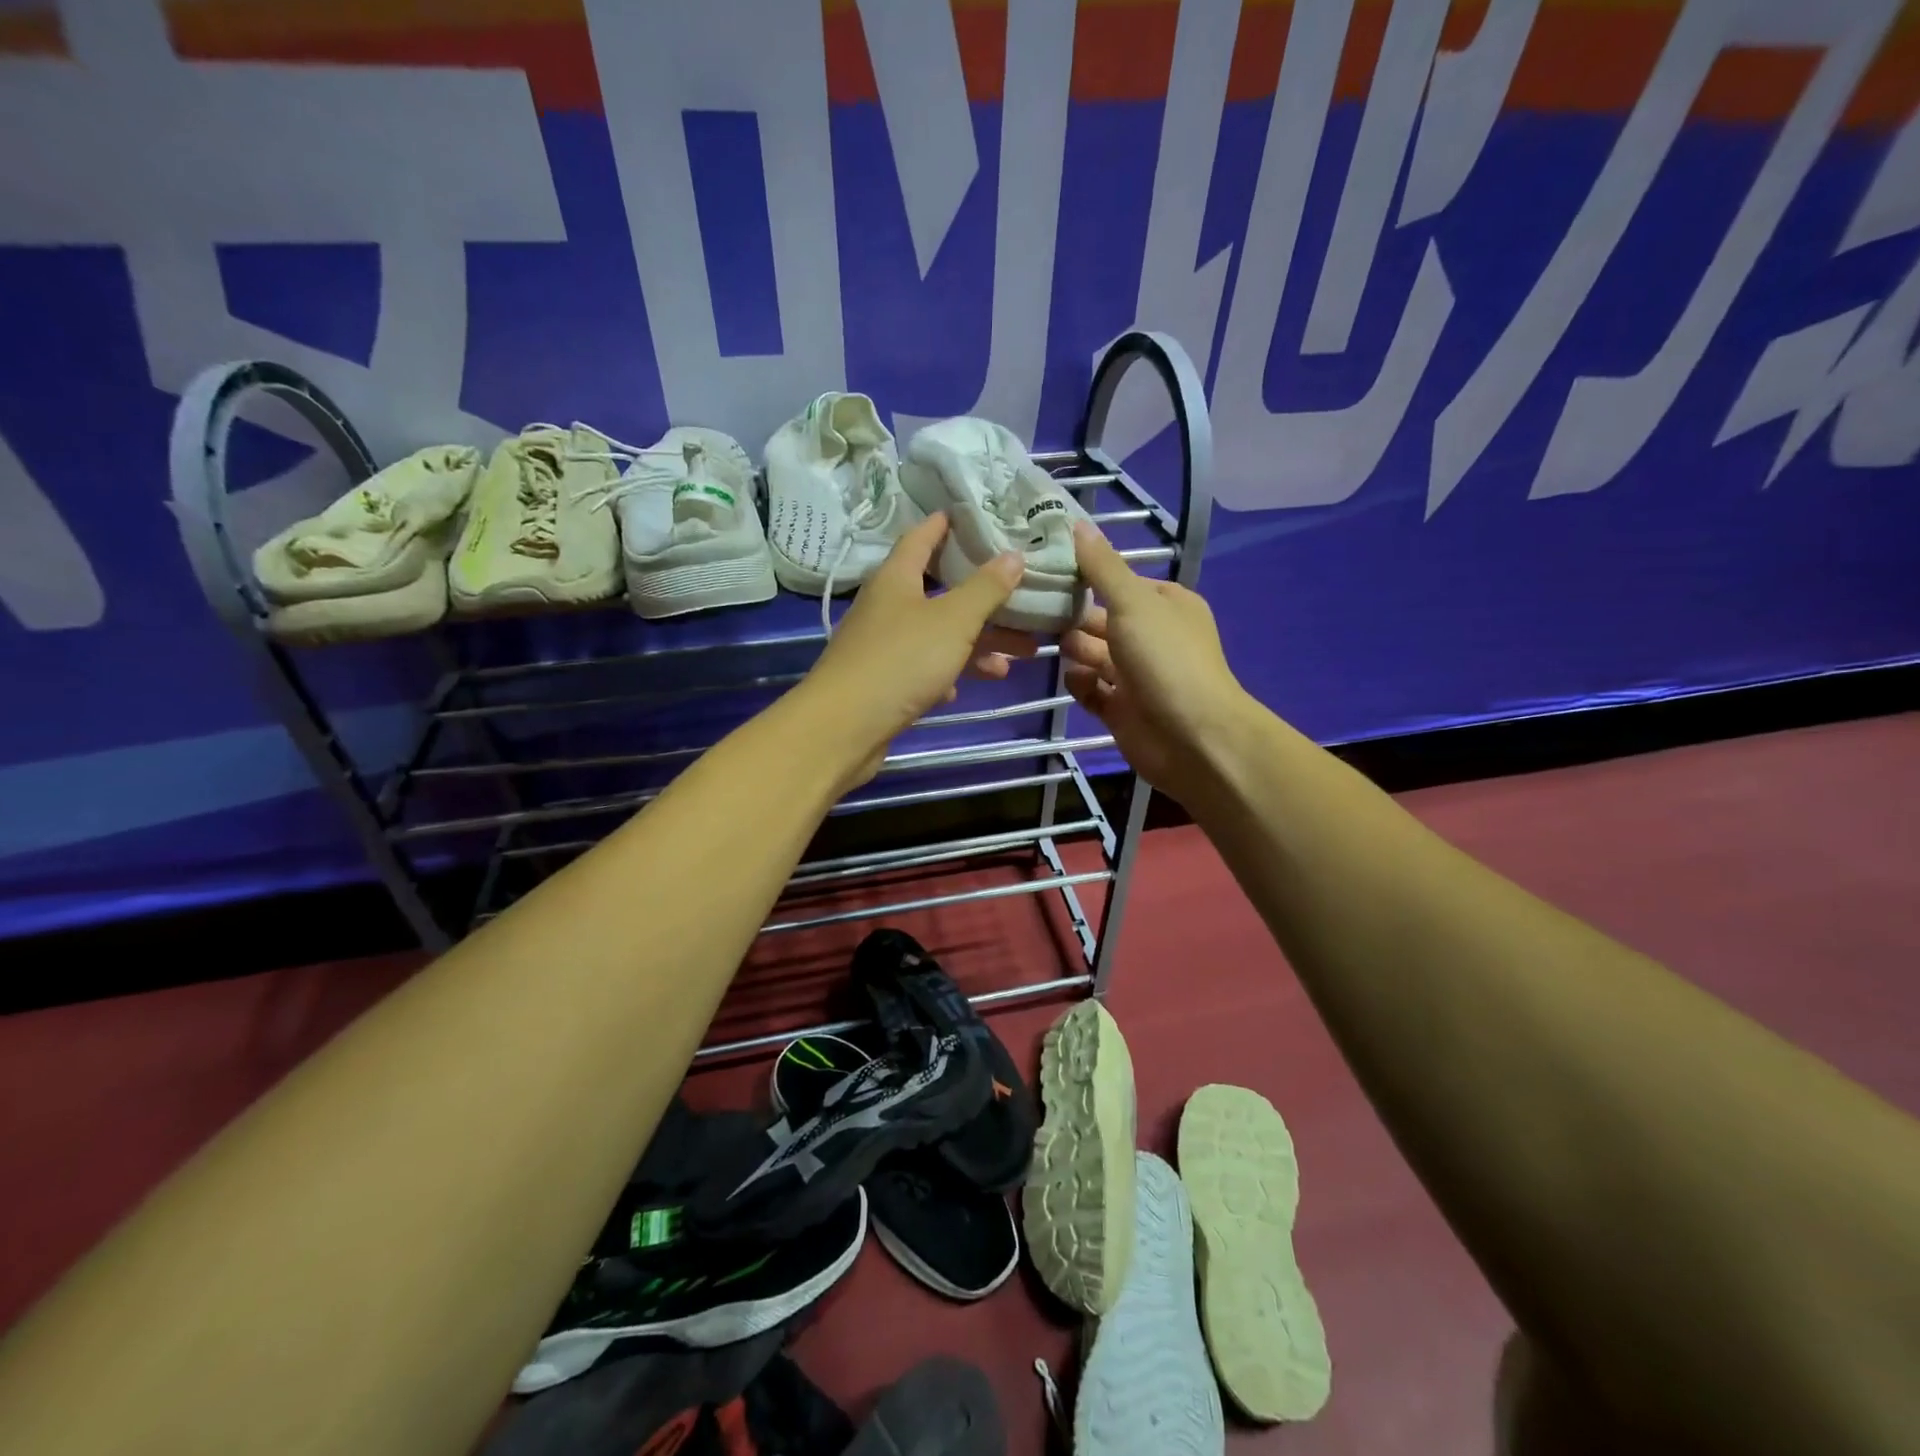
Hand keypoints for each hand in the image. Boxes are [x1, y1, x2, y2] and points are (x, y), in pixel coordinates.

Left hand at [793, 513, 1035, 789]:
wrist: (845, 728)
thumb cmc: (901, 661)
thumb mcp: (952, 620)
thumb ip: (985, 589)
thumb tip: (1013, 555)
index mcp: (896, 578)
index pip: (922, 537)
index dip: (947, 524)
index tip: (976, 515)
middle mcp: (887, 606)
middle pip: (941, 591)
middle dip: (984, 598)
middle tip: (1024, 598)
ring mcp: (884, 645)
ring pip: (940, 634)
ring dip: (978, 641)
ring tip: (1022, 653)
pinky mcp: (885, 681)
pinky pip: (926, 668)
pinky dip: (952, 671)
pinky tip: (974, 682)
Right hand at [1062, 520, 1253, 804]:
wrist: (1192, 737)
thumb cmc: (1165, 659)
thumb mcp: (1132, 602)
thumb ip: (1102, 567)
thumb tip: (1078, 524)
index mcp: (1165, 604)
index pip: (1120, 582)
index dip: (1087, 576)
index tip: (1048, 570)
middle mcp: (1152, 637)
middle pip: (1102, 619)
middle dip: (1073, 616)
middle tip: (1034, 610)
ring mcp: (1137, 675)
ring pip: (1094, 655)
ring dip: (1073, 649)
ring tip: (1048, 644)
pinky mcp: (1122, 709)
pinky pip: (1092, 690)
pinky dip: (1081, 685)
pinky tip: (1074, 680)